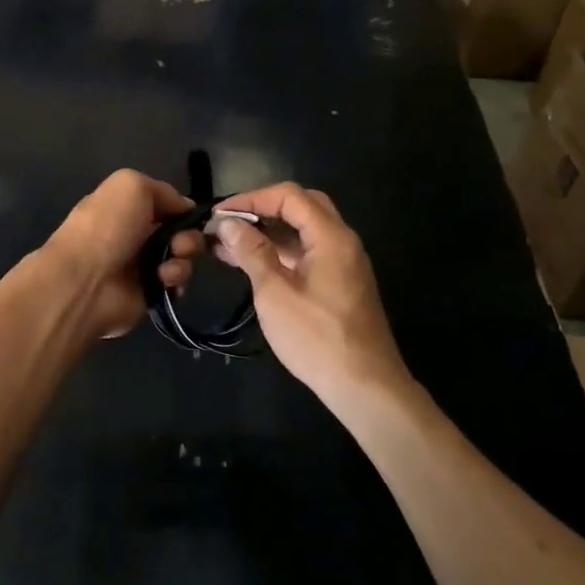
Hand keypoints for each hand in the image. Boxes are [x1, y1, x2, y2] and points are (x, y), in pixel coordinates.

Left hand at [46, 170, 201, 341]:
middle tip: (180, 244)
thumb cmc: (106, 227)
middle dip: (189, 235)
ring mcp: (143, 264)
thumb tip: (185, 207)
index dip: (183, 208)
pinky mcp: (150, 291)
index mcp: (127, 206)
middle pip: (180, 230)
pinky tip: (163, 279)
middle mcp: (135, 233)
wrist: (84, 281)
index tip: (195, 215)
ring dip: (183, 257)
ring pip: (182, 256)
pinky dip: (175, 279)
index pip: (166, 203)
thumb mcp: (131, 185)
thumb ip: (163, 190)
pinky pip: (176, 282)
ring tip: (169, 264)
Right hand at [211, 183, 407, 399]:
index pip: (289, 196)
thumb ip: (252, 252)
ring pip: (303, 231)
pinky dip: (279, 252)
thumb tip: (228, 223)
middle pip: (301, 206)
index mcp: (331, 236)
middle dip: (262, 210)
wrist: (365, 387)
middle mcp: (342, 242)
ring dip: (268, 233)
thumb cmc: (317, 338)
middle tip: (229, 224)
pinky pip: (307, 253)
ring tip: (228, 245)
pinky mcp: (339, 284)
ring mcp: (343, 264)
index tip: (220, 214)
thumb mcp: (275, 293)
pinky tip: (252, 265)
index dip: (251, 199)